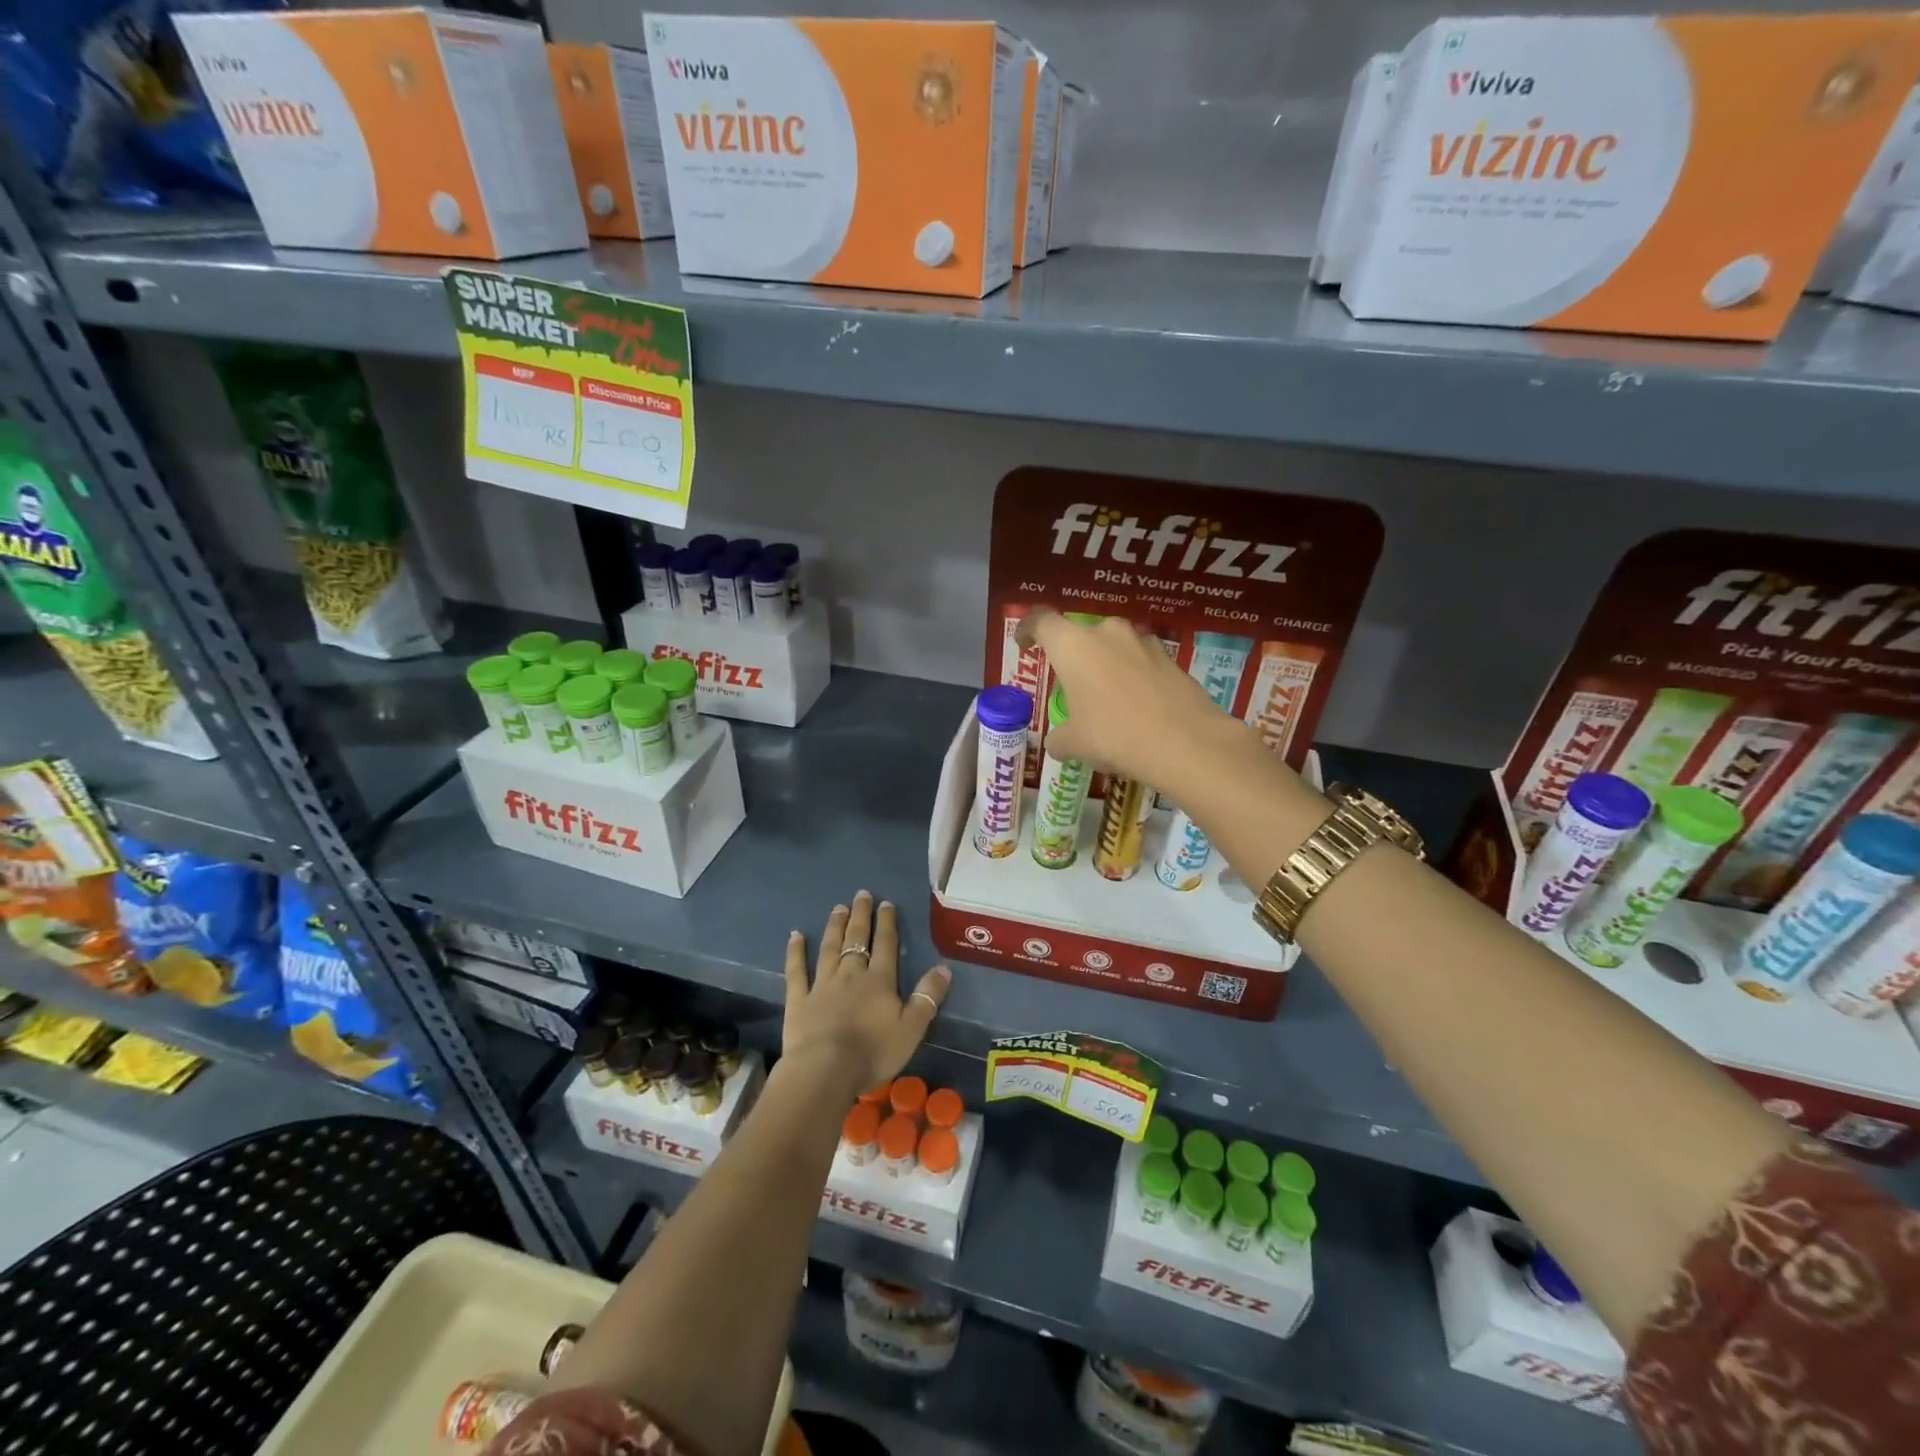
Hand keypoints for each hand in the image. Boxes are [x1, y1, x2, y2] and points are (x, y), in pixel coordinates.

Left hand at [783, 891, 950, 1097]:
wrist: (826, 1070)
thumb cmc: (873, 1051)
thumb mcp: (912, 1028)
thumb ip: (928, 997)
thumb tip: (944, 968)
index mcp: (879, 981)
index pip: (886, 945)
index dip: (887, 923)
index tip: (886, 903)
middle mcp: (851, 975)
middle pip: (857, 939)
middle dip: (861, 916)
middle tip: (861, 895)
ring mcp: (822, 984)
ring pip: (829, 948)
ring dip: (835, 927)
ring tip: (838, 908)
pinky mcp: (799, 1000)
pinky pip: (797, 971)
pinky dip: (795, 952)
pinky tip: (795, 935)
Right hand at [1018, 609, 1236, 792]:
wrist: (1185, 742)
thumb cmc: (1113, 734)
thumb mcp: (1074, 743)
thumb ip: (1060, 738)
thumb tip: (1057, 743)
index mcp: (1073, 645)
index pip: (1042, 621)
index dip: (1029, 630)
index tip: (1025, 646)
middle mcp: (1107, 633)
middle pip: (1081, 635)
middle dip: (1074, 657)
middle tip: (1071, 688)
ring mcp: (1144, 643)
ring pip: (1115, 647)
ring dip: (1107, 666)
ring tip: (1107, 700)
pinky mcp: (1172, 660)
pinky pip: (1142, 664)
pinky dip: (1134, 679)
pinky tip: (1138, 709)